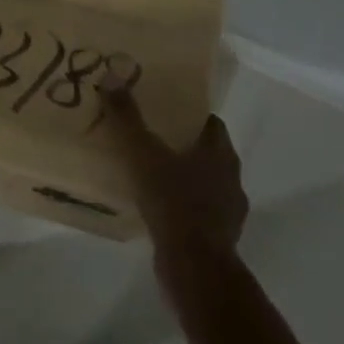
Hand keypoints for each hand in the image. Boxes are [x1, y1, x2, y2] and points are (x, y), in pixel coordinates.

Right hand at [100, 86, 246, 252]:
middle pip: (209, 153)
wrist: (194, 266)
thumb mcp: (143, 154)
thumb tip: (112, 77)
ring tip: (153, 178)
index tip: (166, 113)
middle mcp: (231, 178)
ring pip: (206, 185)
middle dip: (185, 147)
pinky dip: (184, 209)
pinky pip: (200, 214)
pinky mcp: (220, 238)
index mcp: (219, 153)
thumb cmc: (173, 201)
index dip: (190, 116)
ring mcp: (229, 211)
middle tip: (153, 141)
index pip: (211, 123)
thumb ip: (127, 118)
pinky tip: (160, 212)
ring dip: (185, 180)